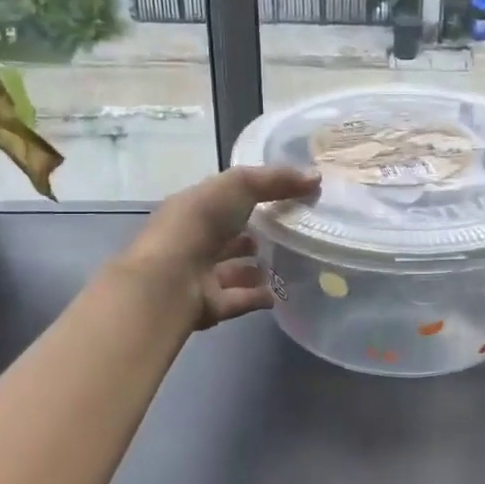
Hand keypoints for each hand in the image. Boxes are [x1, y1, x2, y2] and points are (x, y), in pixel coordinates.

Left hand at [120, 165, 320, 329]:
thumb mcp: (239, 186)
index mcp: (193, 208)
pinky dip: (258, 296)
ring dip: (255, 267)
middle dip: (253, 233)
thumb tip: (316, 178)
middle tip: (291, 232)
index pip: (224, 199)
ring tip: (290, 263)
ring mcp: (200, 275)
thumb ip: (276, 180)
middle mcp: (194, 240)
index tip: (287, 197)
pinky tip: (281, 293)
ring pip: (232, 270)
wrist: (168, 281)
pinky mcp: (210, 306)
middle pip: (228, 236)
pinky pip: (239, 299)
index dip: (252, 196)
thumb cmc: (199, 224)